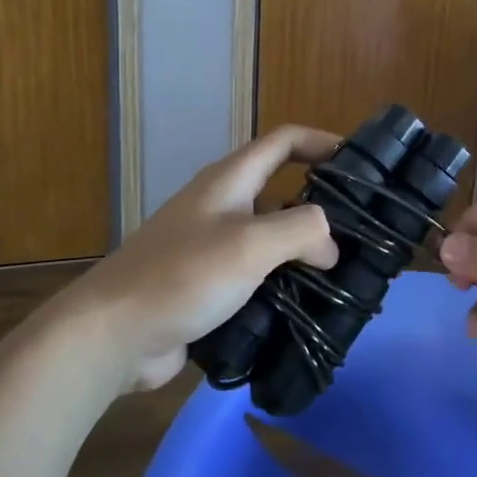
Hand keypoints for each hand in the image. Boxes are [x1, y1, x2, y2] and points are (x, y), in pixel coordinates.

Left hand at [65, 126, 342, 391]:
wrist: (114, 334)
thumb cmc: (182, 276)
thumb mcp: (250, 244)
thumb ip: (301, 231)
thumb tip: (331, 247)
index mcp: (230, 181)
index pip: (283, 141)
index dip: (321, 142)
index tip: (360, 164)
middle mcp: (222, 206)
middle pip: (280, 189)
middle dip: (320, 204)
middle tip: (361, 229)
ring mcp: (212, 247)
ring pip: (270, 237)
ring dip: (304, 249)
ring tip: (345, 272)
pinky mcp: (208, 285)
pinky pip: (256, 274)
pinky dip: (283, 283)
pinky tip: (306, 306)